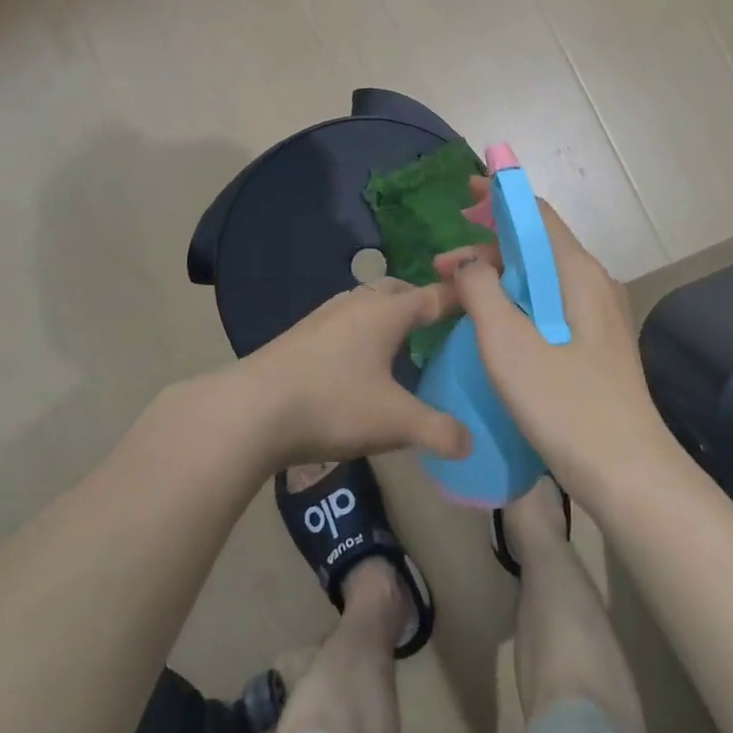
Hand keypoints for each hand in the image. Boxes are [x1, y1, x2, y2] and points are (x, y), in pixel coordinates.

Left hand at [239, 279, 472, 469]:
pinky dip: (361, 330)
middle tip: (439, 326)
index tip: (480, 301)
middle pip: (396, 291)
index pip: (432, 296)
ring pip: (366, 303)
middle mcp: (356, 303)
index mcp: (386, 312)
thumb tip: (469, 441)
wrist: (252, 409)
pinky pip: (343, 320)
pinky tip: (357, 361)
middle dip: (419, 302)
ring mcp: (324, 316)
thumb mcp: (395, 422)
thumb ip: (439, 431)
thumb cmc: (333, 404)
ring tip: (400, 342)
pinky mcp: (300, 334)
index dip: (458, 298)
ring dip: (386, 314)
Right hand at [435, 184, 673, 499]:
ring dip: (498, 280)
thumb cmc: (566, 404)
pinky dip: (514, 305)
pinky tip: (491, 329)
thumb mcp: (509, 344)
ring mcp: (598, 318)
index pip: (536, 215)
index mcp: (577, 273)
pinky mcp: (594, 348)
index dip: (499, 199)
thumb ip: (482, 291)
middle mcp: (592, 285)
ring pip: (540, 281)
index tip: (463, 195)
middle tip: (441, 267)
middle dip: (487, 248)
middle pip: (536, 248)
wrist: (629, 476)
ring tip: (457, 298)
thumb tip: (469, 261)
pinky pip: (548, 308)